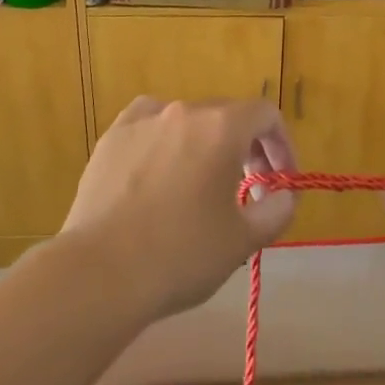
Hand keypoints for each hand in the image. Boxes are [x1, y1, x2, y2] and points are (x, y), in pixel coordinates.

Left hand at [60, 98, 298, 321]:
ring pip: (186, 119)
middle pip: (227, 114)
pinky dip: (163, 139)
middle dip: (247, 147)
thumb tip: (283, 195)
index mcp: (222, 128)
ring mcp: (141, 121)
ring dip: (205, 142)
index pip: (266, 115)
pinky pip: (148, 125)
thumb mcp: (244, 240)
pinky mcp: (111, 139)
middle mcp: (183, 112)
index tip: (281, 181)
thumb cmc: (182, 254)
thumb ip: (277, 210)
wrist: (101, 272)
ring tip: (201, 180)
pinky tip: (159, 166)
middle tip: (250, 188)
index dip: (282, 144)